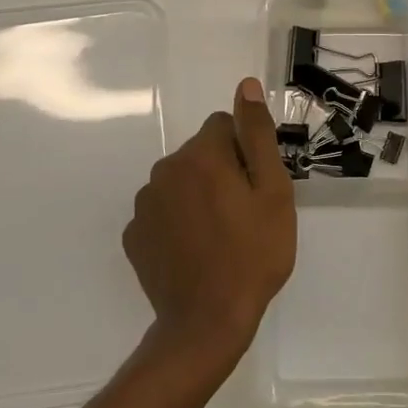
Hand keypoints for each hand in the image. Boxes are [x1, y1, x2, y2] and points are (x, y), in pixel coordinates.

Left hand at [122, 77, 295, 364]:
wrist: (207, 323)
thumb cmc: (253, 254)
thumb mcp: (272, 191)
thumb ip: (257, 134)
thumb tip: (247, 85)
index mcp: (200, 155)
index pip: (224, 125)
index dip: (245, 152)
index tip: (256, 187)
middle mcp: (164, 170)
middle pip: (200, 153)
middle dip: (221, 171)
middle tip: (243, 214)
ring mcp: (144, 204)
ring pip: (180, 181)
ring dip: (197, 195)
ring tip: (219, 236)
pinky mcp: (134, 235)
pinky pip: (162, 211)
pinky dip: (177, 221)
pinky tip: (194, 251)